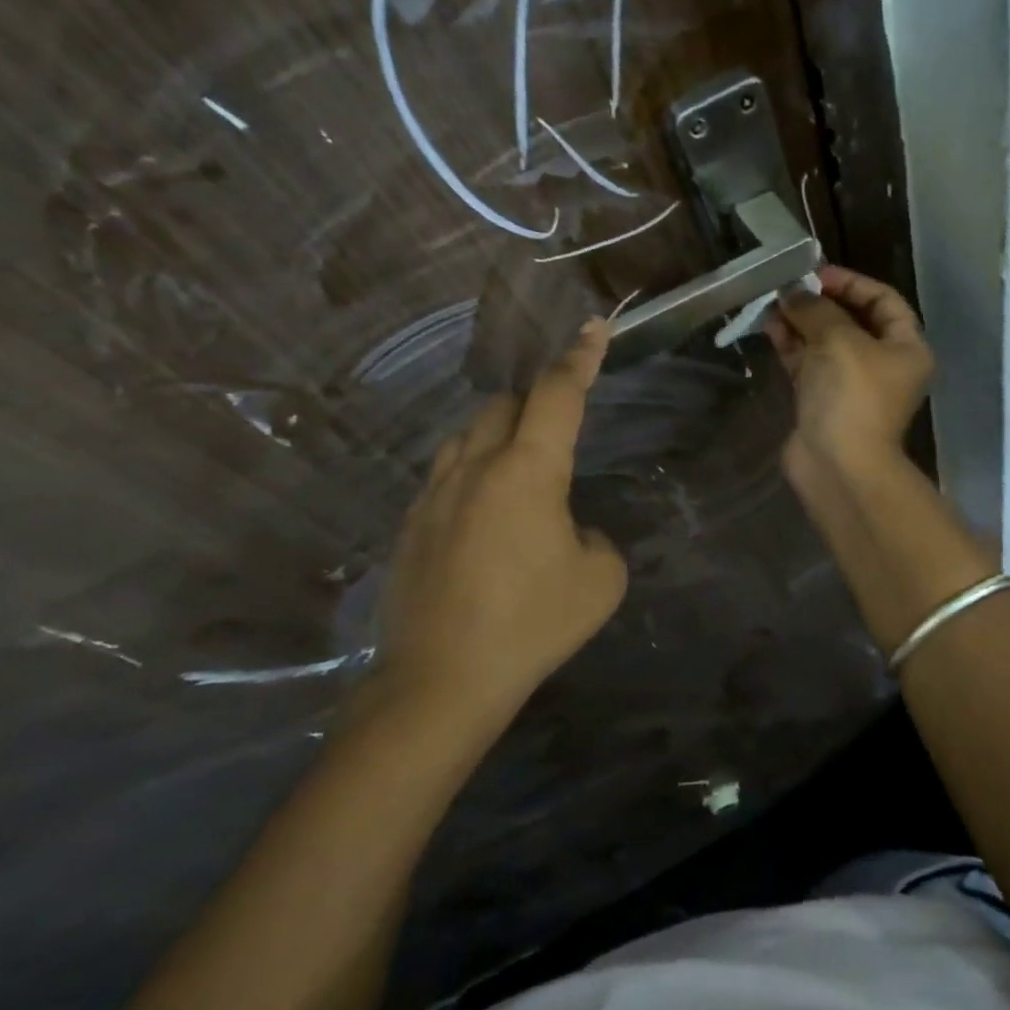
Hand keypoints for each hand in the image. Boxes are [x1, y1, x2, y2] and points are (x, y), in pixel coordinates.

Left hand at [375, 320, 626, 715]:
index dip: (581, 357)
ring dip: (497, 435)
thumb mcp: (600, 580)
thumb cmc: (532, 624)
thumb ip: (595, 538)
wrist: (442, 681)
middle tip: (555, 433)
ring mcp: (434, 493)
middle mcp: (475, 466)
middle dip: (534, 401)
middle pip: (503, 403)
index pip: (558, 394)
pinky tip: (482, 517)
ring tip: (517, 473)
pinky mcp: (409, 523)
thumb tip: (569, 531)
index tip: (594, 328)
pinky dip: (471, 474)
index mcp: (528, 471)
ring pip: (466, 434)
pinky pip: (445, 474)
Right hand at [764, 264, 933, 478]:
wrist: (838, 466)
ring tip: (772, 303)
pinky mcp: (823, 402)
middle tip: (788, 287)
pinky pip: (808, 364)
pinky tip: (769, 326)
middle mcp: (883, 364)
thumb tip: (794, 293)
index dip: (852, 282)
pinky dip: (792, 345)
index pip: (884, 301)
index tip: (817, 274)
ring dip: (800, 321)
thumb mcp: (839, 340)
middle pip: (852, 321)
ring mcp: (851, 385)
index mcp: (906, 348)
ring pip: (825, 342)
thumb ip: (816, 309)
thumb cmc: (852, 396)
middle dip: (819, 302)